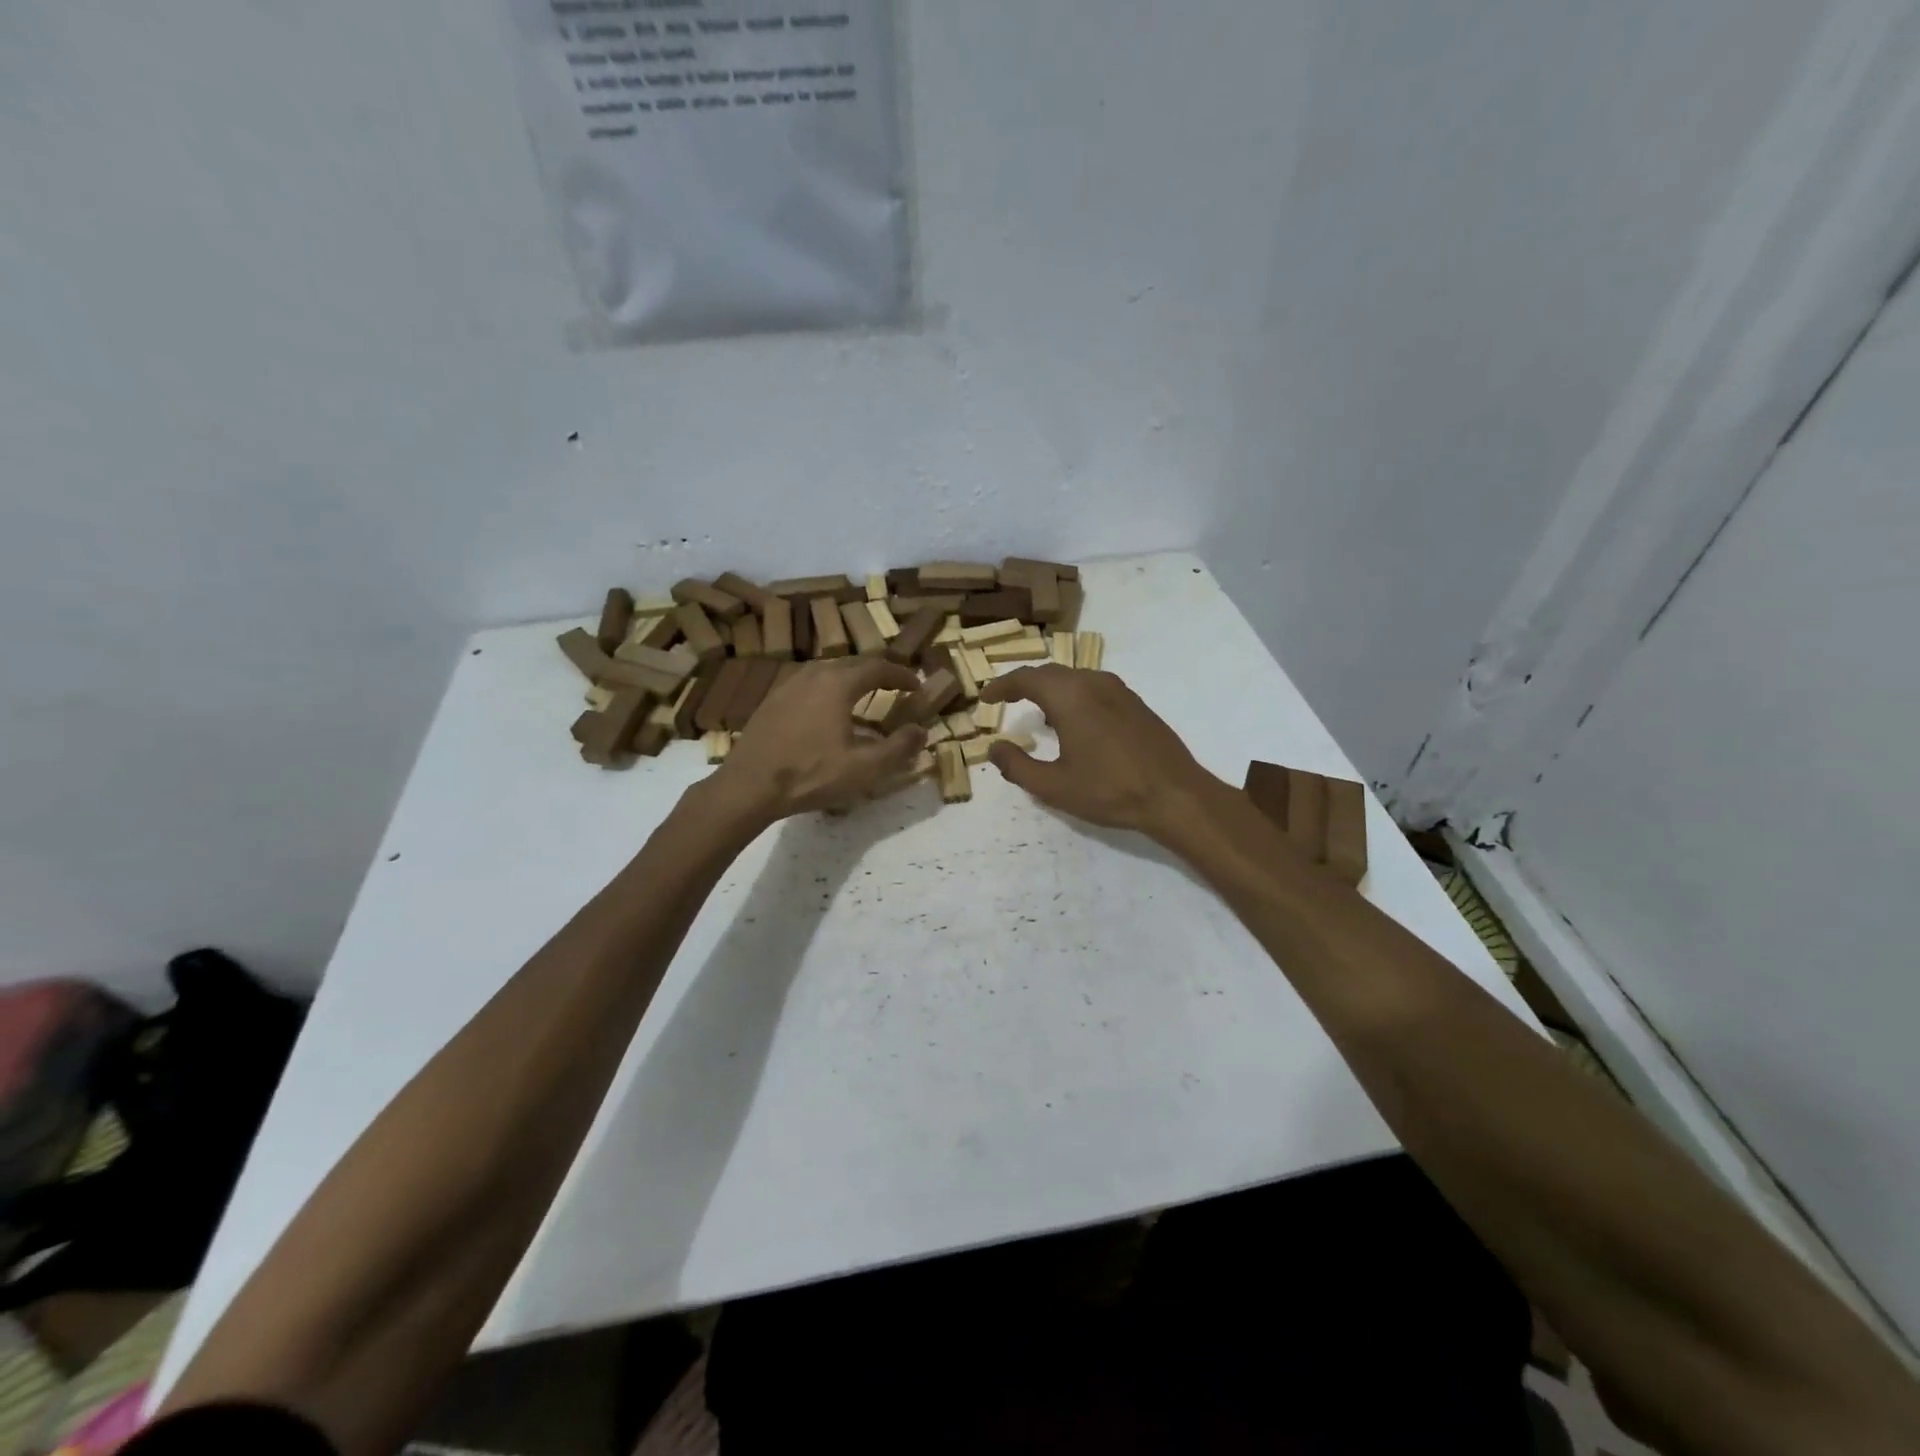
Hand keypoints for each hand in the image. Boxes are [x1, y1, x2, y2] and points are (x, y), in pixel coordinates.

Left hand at [716, 658, 926, 819]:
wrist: (749, 786)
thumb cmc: (811, 774)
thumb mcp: (864, 768)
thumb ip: (899, 748)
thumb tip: (921, 731)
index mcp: (838, 683)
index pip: (878, 668)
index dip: (901, 675)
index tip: (916, 685)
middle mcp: (812, 675)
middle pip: (852, 665)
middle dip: (877, 674)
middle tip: (894, 686)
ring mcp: (787, 686)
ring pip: (827, 673)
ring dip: (851, 681)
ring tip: (864, 698)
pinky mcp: (772, 701)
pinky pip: (809, 686)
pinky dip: (828, 692)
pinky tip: (828, 715)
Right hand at [981, 666, 1220, 842]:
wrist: (1175, 795)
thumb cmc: (1109, 790)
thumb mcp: (1053, 786)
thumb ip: (1017, 766)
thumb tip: (994, 748)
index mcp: (1069, 696)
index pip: (1025, 678)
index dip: (1001, 686)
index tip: (986, 698)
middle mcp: (1093, 682)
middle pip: (1050, 673)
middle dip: (1025, 684)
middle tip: (1007, 701)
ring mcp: (1119, 691)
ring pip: (1075, 678)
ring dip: (1051, 690)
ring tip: (1038, 713)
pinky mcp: (1136, 704)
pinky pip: (1094, 688)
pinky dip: (1074, 696)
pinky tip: (1075, 723)